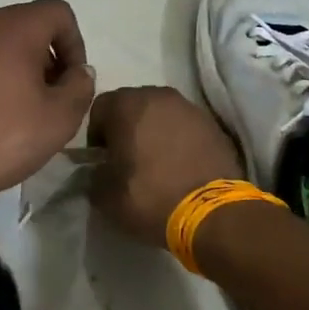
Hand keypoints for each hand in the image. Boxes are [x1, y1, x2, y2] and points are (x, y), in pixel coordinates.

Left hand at [0, 0, 96, 213]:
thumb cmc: (0, 139)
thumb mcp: (59, 119)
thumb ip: (80, 86)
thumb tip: (78, 71)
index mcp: (12, 26)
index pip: (58, 13)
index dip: (75, 45)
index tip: (71, 83)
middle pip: (25, 26)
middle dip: (44, 57)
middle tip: (47, 99)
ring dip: (13, 67)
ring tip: (14, 110)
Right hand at [87, 86, 243, 245]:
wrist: (213, 213)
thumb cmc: (151, 197)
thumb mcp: (105, 196)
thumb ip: (94, 175)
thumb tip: (100, 171)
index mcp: (128, 106)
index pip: (99, 108)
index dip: (96, 135)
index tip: (102, 159)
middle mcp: (159, 96)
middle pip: (132, 105)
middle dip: (126, 127)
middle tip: (127, 158)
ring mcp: (190, 108)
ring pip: (161, 113)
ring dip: (153, 131)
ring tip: (156, 162)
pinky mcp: (214, 125)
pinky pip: (185, 126)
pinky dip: (178, 140)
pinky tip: (180, 165)